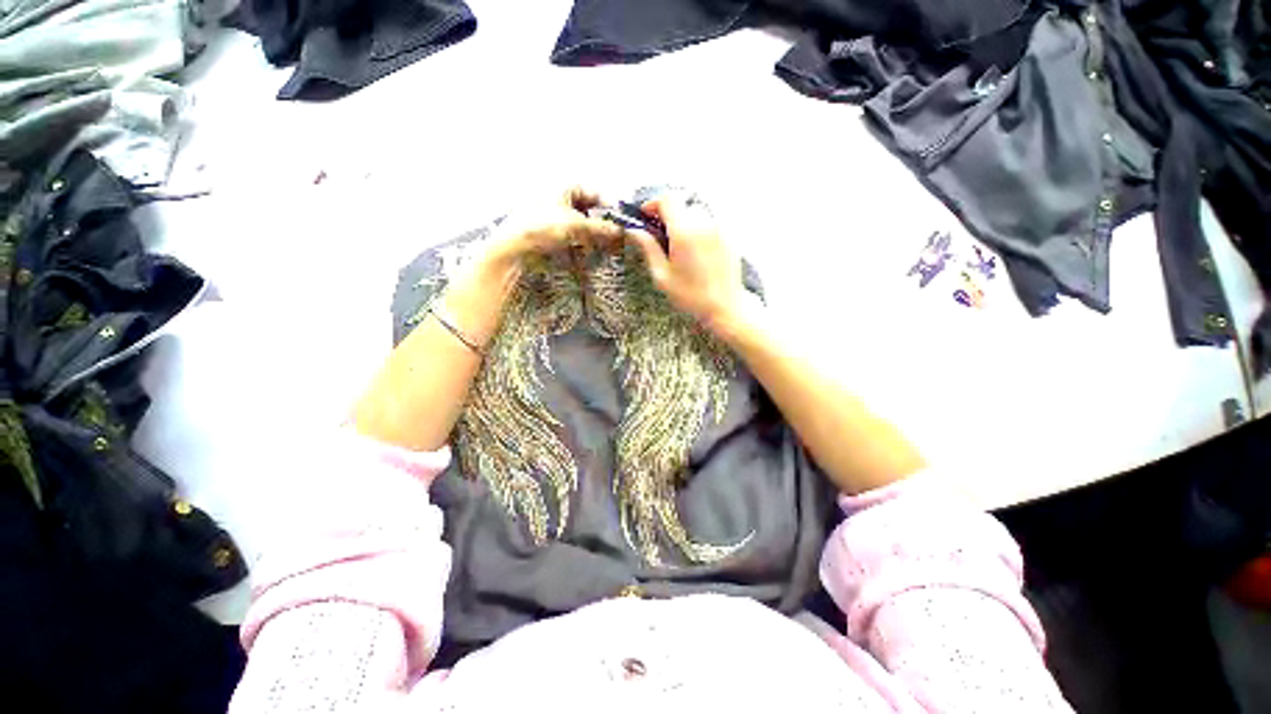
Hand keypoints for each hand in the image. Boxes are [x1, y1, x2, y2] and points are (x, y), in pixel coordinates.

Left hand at [442, 187, 625, 347]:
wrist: (512, 248)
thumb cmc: (542, 228)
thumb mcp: (576, 226)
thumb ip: (600, 228)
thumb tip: (619, 231)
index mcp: (562, 187)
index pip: (592, 191)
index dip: (606, 204)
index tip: (617, 220)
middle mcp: (555, 197)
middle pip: (586, 207)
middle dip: (599, 220)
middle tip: (611, 234)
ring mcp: (550, 215)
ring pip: (578, 221)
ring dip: (590, 232)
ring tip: (600, 244)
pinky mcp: (546, 231)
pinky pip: (569, 232)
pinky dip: (579, 239)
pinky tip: (584, 249)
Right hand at [627, 194, 745, 333]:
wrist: (725, 307)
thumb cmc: (691, 296)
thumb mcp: (662, 276)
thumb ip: (648, 248)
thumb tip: (634, 230)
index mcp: (685, 233)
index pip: (667, 199)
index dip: (653, 204)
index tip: (646, 216)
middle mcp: (705, 224)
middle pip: (682, 204)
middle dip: (668, 215)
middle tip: (660, 235)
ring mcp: (720, 228)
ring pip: (696, 212)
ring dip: (684, 222)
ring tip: (679, 246)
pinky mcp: (729, 235)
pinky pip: (709, 222)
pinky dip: (698, 229)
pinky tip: (695, 251)